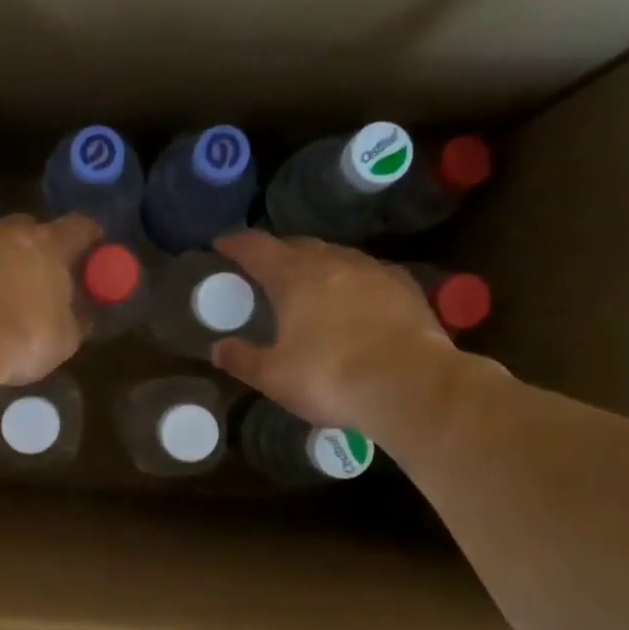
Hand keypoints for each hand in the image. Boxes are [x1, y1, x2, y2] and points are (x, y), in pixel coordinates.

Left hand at [0, 214, 100, 384]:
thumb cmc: (21, 338)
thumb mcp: (63, 340)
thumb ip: (76, 320)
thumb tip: (81, 314)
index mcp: (49, 245)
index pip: (80, 227)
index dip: (89, 236)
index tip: (93, 246)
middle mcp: (8, 232)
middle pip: (30, 227)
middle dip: (37, 246)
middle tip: (40, 273)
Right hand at [210, 231, 457, 434]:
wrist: (411, 386)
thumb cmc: (331, 379)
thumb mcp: (274, 377)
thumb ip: (243, 359)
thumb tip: (217, 348)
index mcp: (295, 278)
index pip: (258, 248)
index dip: (236, 243)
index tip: (221, 244)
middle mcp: (334, 263)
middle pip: (299, 245)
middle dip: (277, 252)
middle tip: (264, 268)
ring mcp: (374, 272)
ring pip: (337, 256)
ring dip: (317, 263)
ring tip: (307, 281)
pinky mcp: (405, 288)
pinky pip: (369, 273)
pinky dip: (351, 280)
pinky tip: (353, 297)